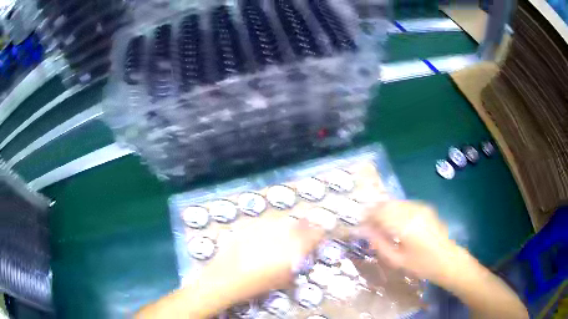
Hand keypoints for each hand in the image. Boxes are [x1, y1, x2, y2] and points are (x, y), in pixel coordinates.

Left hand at [202, 216, 324, 302]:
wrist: (229, 275)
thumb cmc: (260, 282)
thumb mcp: (284, 279)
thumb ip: (296, 266)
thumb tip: (299, 259)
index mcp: (296, 246)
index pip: (316, 234)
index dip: (320, 233)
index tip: (321, 234)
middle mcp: (284, 232)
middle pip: (300, 223)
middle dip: (304, 227)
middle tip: (302, 234)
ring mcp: (266, 225)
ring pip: (283, 220)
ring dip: (287, 226)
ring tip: (282, 234)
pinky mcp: (252, 224)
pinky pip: (266, 222)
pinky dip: (269, 227)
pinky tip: (264, 236)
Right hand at [361, 200, 460, 283]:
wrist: (447, 260)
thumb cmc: (422, 265)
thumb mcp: (397, 260)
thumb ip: (379, 244)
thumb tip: (365, 231)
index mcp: (405, 226)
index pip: (380, 213)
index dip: (367, 216)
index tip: (360, 223)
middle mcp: (413, 211)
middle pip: (387, 204)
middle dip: (374, 210)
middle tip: (367, 222)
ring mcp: (421, 207)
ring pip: (396, 202)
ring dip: (384, 208)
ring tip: (379, 221)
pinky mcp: (426, 208)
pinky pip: (405, 204)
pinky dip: (395, 208)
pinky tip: (394, 219)